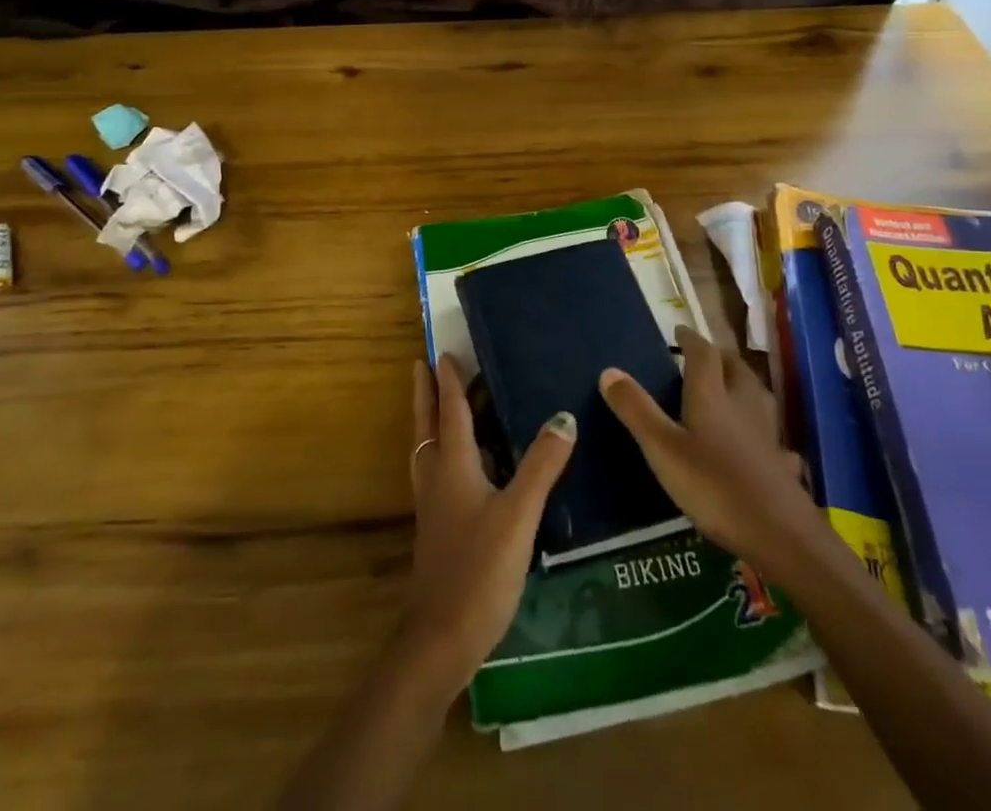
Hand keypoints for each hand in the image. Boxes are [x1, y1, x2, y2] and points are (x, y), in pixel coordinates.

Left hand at [399, 355, 575, 690]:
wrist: (441, 637)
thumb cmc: (480, 569)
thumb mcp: (519, 514)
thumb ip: (541, 466)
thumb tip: (564, 417)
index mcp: (453, 466)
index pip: (450, 412)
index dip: (449, 382)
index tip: (442, 353)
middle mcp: (437, 477)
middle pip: (428, 425)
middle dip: (427, 394)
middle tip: (426, 366)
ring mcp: (434, 505)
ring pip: (428, 448)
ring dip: (432, 420)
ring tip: (440, 404)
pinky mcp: (438, 528)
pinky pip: (437, 472)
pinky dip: (443, 451)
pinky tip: (463, 465)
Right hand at [599, 327, 816, 567]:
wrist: (779, 534)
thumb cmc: (714, 486)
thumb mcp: (662, 448)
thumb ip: (636, 410)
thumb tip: (609, 370)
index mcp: (711, 395)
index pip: (703, 353)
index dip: (691, 339)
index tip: (679, 331)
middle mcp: (742, 404)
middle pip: (735, 368)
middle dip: (719, 357)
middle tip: (702, 358)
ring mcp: (767, 434)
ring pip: (756, 396)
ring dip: (742, 385)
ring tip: (728, 390)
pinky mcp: (781, 464)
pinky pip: (772, 436)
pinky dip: (762, 430)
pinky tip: (760, 442)